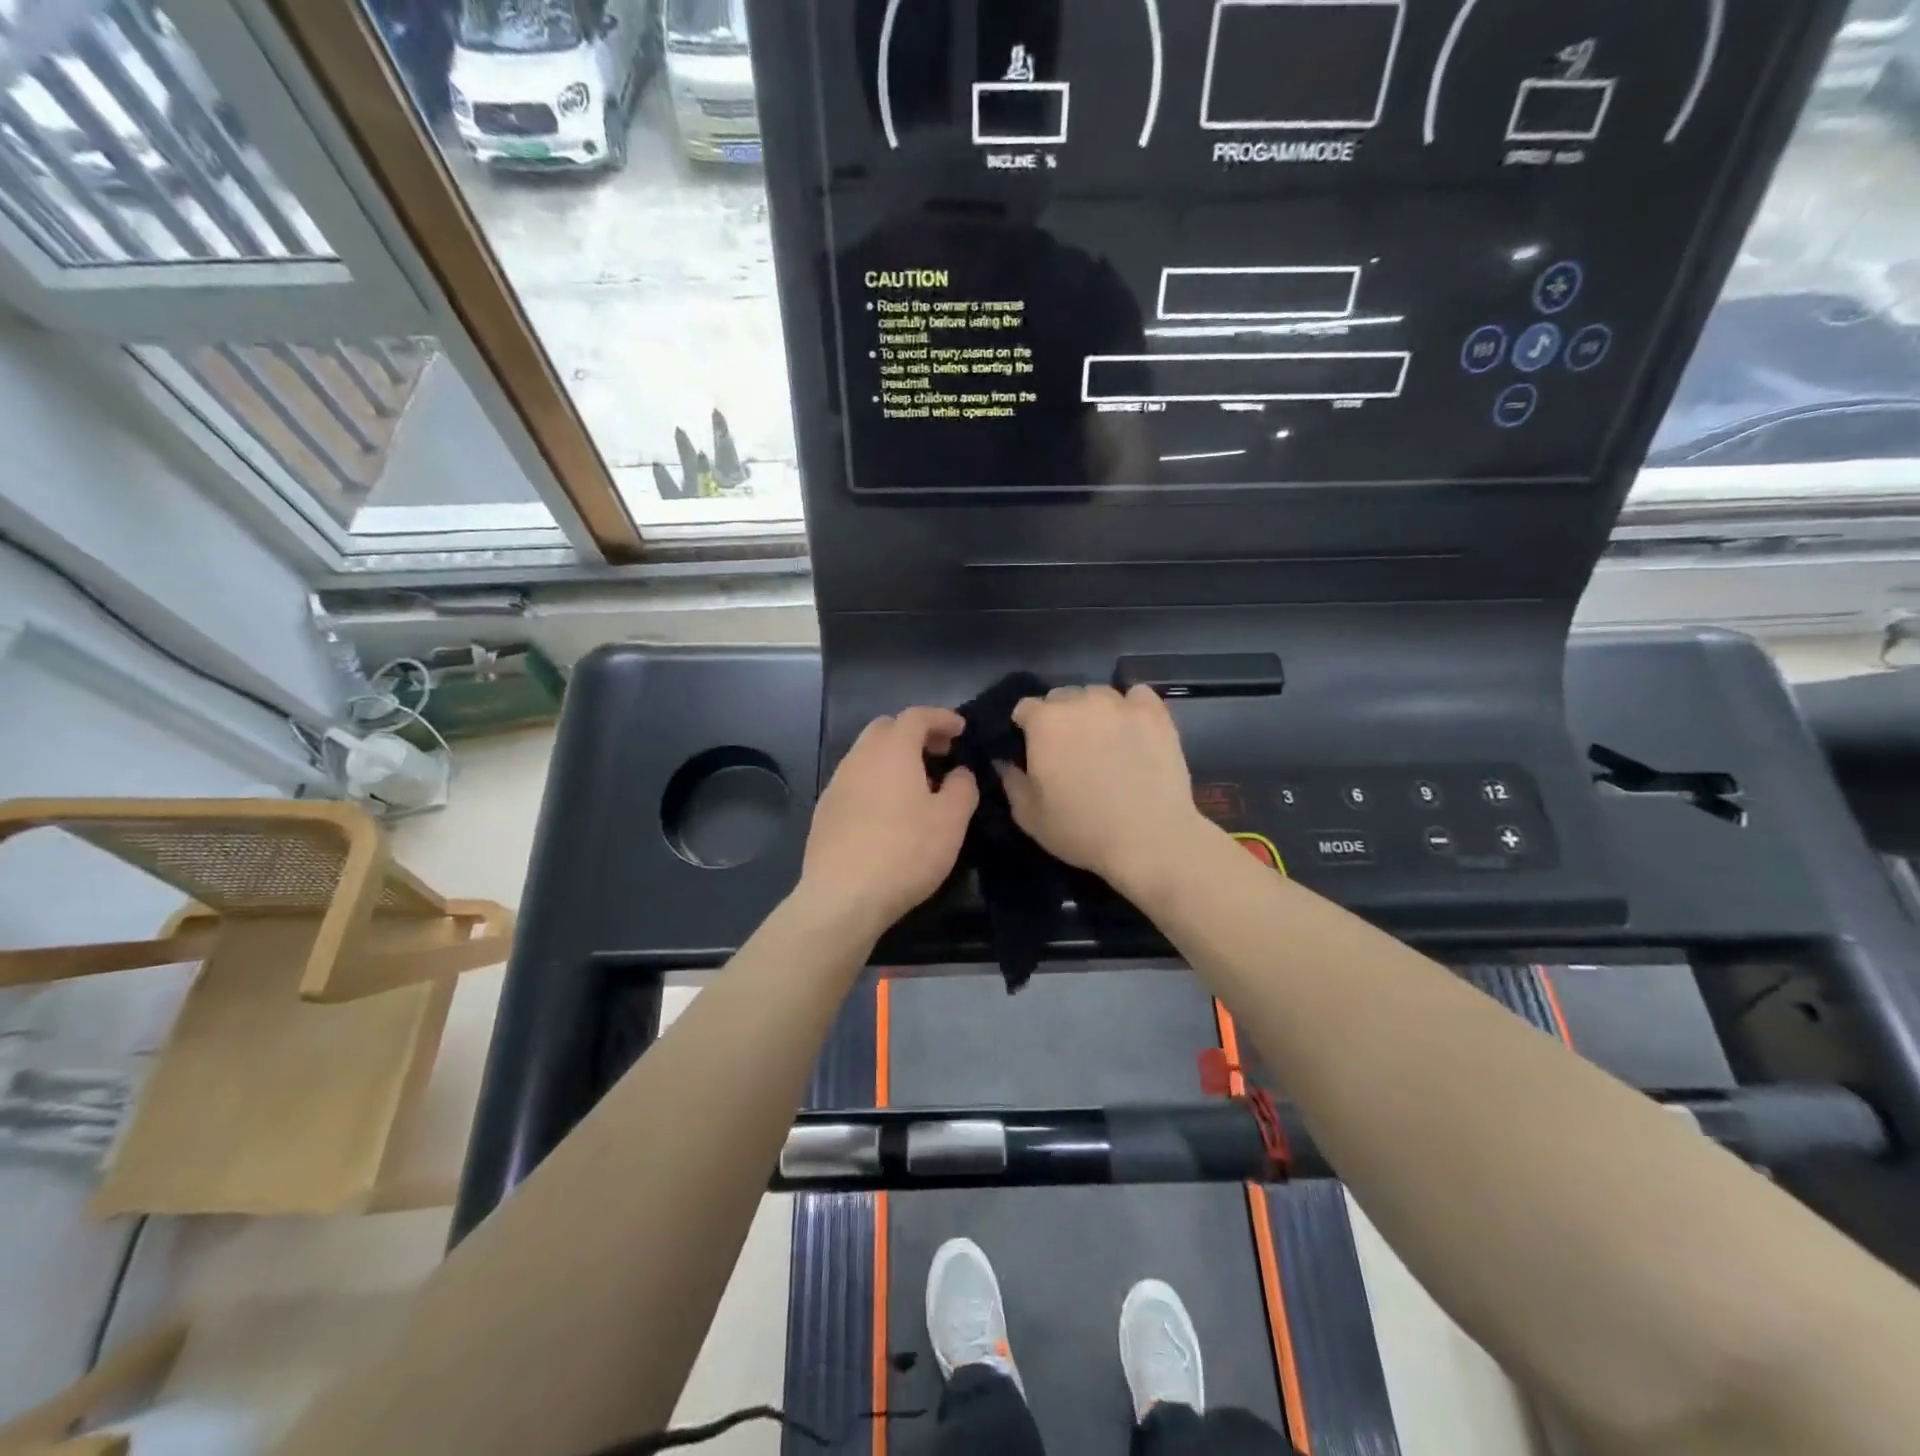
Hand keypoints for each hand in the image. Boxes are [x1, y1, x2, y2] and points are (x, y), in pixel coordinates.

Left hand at [799, 707, 978, 939]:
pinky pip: (854, 781)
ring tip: (916, 784)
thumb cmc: (905, 852)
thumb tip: (959, 772)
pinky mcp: (824, 811)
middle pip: (885, 728)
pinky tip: (887, 812)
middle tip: (939, 753)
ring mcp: (836, 784)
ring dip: (893, 758)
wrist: (842, 897)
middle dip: (914, 733)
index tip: (960, 729)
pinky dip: (875, 781)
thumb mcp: (951, 821)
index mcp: (892, 751)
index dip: (941, 717)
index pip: (916, 715)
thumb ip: (962, 787)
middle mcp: (859, 758)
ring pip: (866, 755)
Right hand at [1000, 684, 1208, 893]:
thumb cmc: (1082, 832)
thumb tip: (1005, 762)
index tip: (1032, 749)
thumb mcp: (1030, 817)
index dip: (1025, 728)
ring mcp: (1121, 704)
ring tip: (1103, 740)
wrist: (1150, 840)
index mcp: (1045, 722)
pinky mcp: (1155, 713)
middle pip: (1061, 697)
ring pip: (1097, 695)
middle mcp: (1081, 702)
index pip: (1025, 708)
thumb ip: (1011, 782)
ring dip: (1093, 711)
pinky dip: (1131, 707)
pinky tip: (1133, 729)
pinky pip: (1137, 695)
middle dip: (1058, 717)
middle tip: (1068, 749)